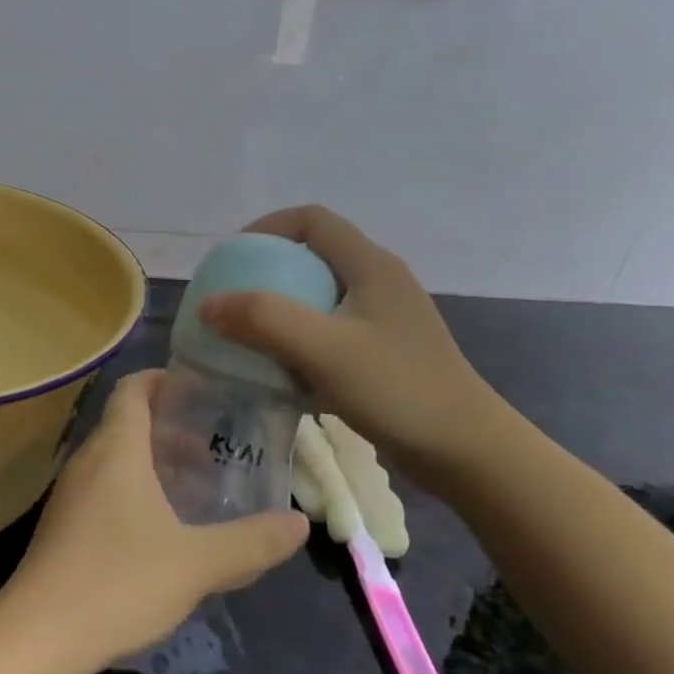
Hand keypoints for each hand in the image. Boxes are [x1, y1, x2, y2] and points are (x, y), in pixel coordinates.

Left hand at [0, 370, 308, 673]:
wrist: (39, 634)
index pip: (133, 390)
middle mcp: (87, 460)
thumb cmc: (119, 581)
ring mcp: (69, 494)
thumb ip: (250, 542)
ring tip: (192, 484)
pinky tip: (158, 526)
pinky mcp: (63, 525)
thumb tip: (298, 523)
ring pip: (113, 458)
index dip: (162, 379)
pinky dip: (132, 488)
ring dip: (150, 461)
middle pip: (125, 423)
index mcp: (116, 450)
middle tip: (212, 443)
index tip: (198, 388)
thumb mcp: (196, 564)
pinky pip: (102, 487)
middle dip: (167, 426)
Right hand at [199, 205, 511, 473]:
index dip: (267, 228)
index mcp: (371, 266)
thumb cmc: (398, 390)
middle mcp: (379, 283)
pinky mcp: (383, 353)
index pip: (312, 220)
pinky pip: (328, 332)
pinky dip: (298, 343)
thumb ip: (264, 320)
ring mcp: (383, 320)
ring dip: (280, 312)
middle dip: (266, 274)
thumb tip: (207, 304)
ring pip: (318, 298)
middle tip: (232, 301)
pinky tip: (280, 373)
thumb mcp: (325, 350)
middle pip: (312, 257)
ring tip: (247, 338)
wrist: (467, 453)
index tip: (232, 258)